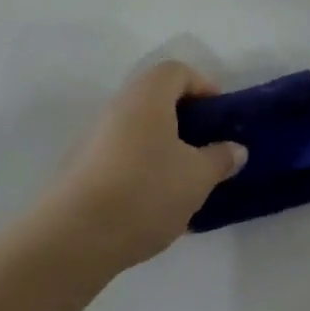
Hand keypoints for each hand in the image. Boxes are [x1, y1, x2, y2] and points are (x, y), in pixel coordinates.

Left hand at [42, 61, 245, 276]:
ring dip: (163, 147)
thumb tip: (234, 149)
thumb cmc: (146, 191)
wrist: (74, 239)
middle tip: (205, 148)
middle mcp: (118, 107)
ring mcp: (95, 138)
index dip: (203, 87)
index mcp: (148, 95)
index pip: (178, 71)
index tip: (219, 118)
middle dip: (185, 121)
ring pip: (139, 130)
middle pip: (157, 100)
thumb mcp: (198, 176)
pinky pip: (122, 156)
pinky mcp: (82, 169)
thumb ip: (220, 158)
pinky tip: (155, 205)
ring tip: (184, 181)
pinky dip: (142, 169)